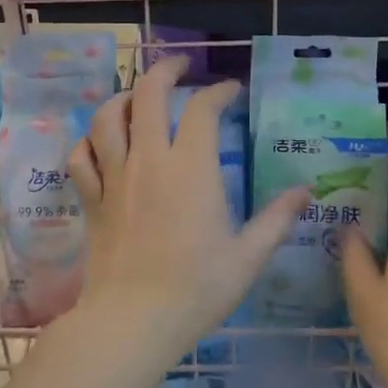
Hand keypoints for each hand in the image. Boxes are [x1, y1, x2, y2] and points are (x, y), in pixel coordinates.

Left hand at [68, 55, 305, 365]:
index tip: (230, 90)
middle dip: (165, 71)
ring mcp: (115, 177)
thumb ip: (276, 219)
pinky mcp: (92, 199)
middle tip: (180, 67)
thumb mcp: (247, 257)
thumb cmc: (196, 289)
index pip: (203, 109)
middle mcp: (149, 160)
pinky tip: (99, 143)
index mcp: (191, 168)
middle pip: (148, 95)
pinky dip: (88, 141)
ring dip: (122, 99)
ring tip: (137, 97)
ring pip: (108, 118)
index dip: (218, 91)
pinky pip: (81, 157)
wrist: (133, 320)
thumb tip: (306, 192)